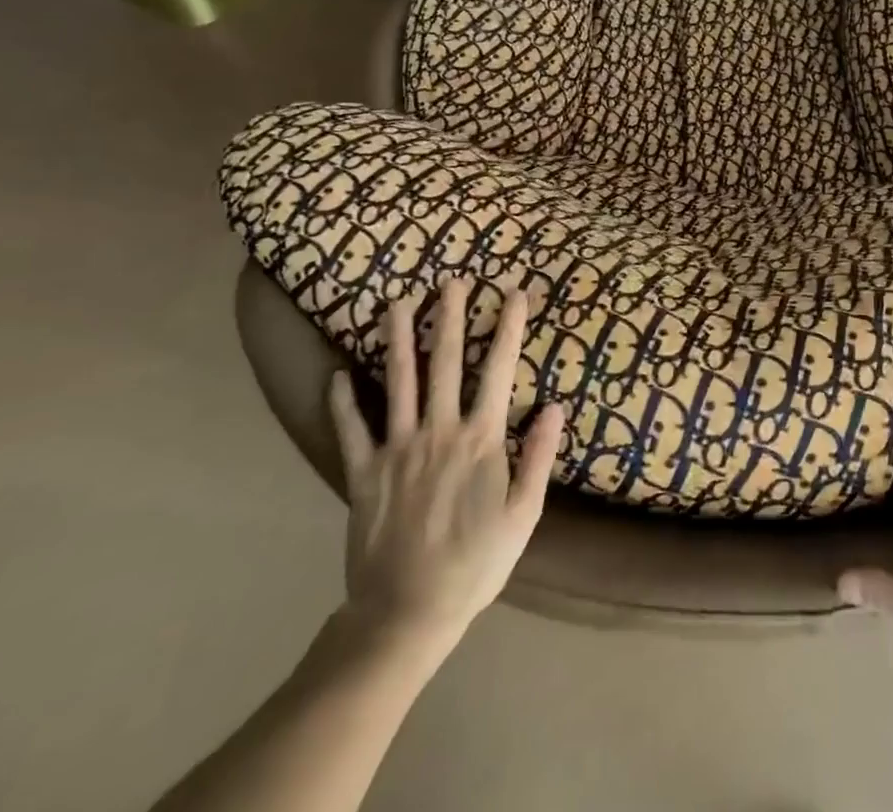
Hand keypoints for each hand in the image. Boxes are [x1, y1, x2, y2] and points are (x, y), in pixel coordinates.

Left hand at [328, 276, 564, 657]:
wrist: (406, 614)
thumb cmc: (475, 564)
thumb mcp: (523, 515)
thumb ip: (539, 457)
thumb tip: (555, 405)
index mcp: (481, 439)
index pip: (498, 369)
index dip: (508, 327)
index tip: (514, 293)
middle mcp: (438, 431)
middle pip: (445, 362)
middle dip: (450, 316)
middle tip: (450, 280)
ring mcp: (397, 449)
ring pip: (397, 381)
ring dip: (399, 338)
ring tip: (397, 302)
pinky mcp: (364, 472)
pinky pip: (351, 429)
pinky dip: (342, 401)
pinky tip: (337, 375)